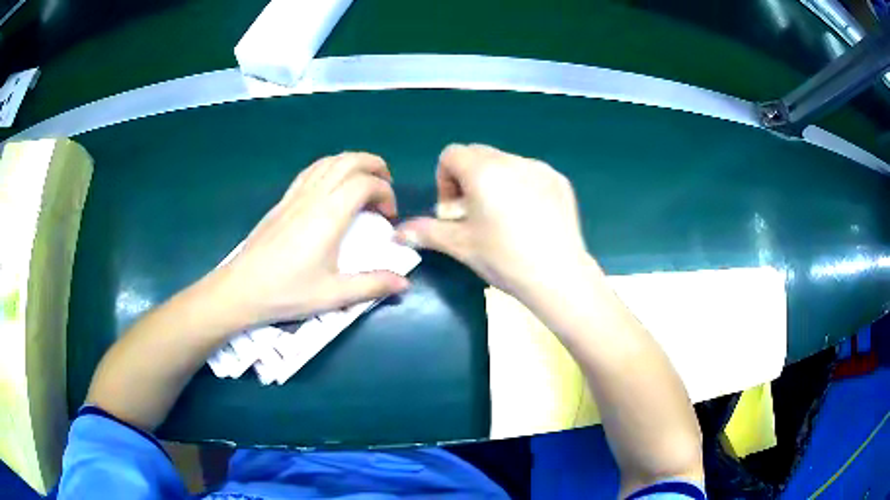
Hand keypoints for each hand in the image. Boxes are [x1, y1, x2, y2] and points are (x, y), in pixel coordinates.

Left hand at [217, 152, 408, 326]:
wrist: (242, 288)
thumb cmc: (288, 292)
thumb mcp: (334, 295)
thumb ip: (372, 285)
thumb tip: (405, 282)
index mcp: (329, 215)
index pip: (365, 183)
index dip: (386, 193)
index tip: (389, 218)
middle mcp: (314, 197)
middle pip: (349, 161)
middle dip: (374, 166)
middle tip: (385, 187)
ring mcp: (296, 195)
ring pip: (329, 161)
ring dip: (352, 163)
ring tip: (364, 182)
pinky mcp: (283, 201)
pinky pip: (311, 170)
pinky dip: (330, 168)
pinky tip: (332, 186)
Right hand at [397, 144, 587, 297]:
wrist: (559, 275)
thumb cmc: (504, 259)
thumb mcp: (460, 245)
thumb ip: (426, 232)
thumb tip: (397, 233)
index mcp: (483, 170)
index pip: (451, 154)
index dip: (444, 180)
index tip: (453, 210)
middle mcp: (511, 160)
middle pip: (478, 155)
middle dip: (468, 179)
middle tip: (475, 214)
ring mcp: (540, 168)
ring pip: (505, 163)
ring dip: (495, 182)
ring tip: (504, 218)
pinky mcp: (559, 181)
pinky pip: (530, 173)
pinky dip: (522, 187)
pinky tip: (530, 218)